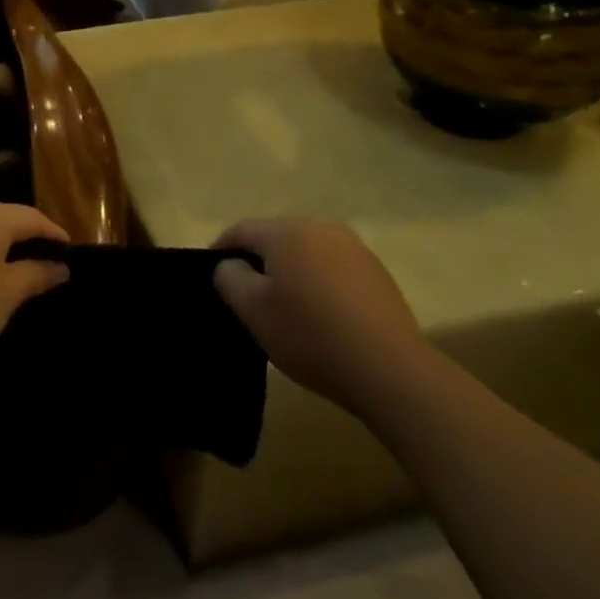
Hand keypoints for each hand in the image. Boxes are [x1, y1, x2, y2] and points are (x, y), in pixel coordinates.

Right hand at [213, 218, 435, 418]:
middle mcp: (321, 228)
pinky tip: (318, 313)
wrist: (390, 370)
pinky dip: (317, 282)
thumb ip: (229, 277)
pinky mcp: (376, 272)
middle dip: (257, 259)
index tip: (209, 273)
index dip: (220, 249)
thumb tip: (230, 264)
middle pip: (275, 237)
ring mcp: (354, 248)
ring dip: (289, 270)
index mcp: (287, 232)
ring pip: (306, 252)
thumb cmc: (310, 335)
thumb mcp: (252, 310)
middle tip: (244, 292)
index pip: (241, 230)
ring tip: (282, 304)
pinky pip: (332, 268)